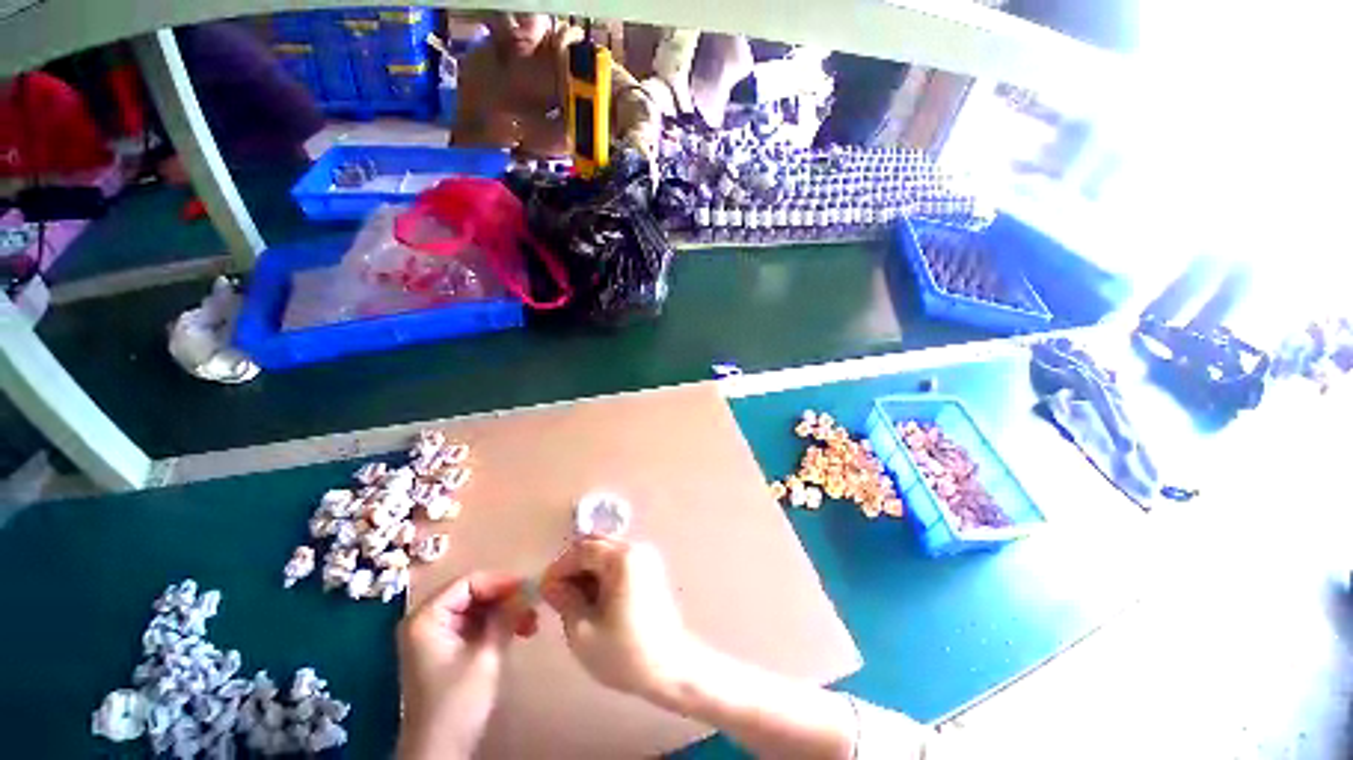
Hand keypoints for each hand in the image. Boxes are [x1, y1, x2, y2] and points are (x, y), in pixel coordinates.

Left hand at [397, 572, 537, 759]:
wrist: (440, 751)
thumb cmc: (457, 702)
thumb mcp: (486, 655)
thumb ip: (506, 616)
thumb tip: (530, 587)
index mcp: (427, 617)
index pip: (468, 582)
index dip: (501, 582)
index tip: (529, 588)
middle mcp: (427, 620)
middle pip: (473, 593)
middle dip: (505, 598)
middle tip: (533, 605)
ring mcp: (436, 635)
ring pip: (477, 608)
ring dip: (505, 612)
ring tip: (531, 621)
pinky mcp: (446, 649)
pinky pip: (475, 624)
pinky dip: (497, 625)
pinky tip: (519, 631)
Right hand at [540, 538, 693, 701]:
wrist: (668, 667)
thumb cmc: (623, 652)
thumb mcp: (582, 631)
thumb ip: (564, 600)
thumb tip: (550, 584)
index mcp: (621, 558)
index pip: (581, 550)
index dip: (559, 569)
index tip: (544, 592)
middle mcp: (635, 548)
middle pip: (595, 543)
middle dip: (573, 565)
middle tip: (559, 595)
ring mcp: (645, 555)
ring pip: (605, 550)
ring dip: (587, 568)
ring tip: (576, 600)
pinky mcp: (650, 566)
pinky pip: (618, 558)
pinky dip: (602, 571)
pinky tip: (596, 598)